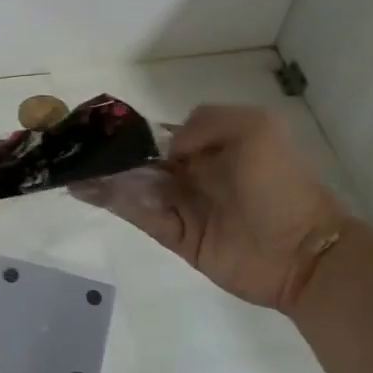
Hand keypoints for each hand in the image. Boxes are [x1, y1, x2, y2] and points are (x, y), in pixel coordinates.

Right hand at [71, 105, 347, 313]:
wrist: (303, 251)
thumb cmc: (280, 183)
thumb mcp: (256, 127)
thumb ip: (206, 122)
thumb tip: (170, 148)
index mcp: (212, 145)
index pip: (164, 133)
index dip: (134, 130)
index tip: (101, 124)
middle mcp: (193, 173)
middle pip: (143, 160)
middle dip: (112, 153)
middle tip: (73, 147)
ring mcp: (184, 205)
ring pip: (135, 186)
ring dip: (104, 176)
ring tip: (70, 166)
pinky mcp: (177, 236)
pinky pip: (140, 215)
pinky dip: (112, 202)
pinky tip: (85, 188)